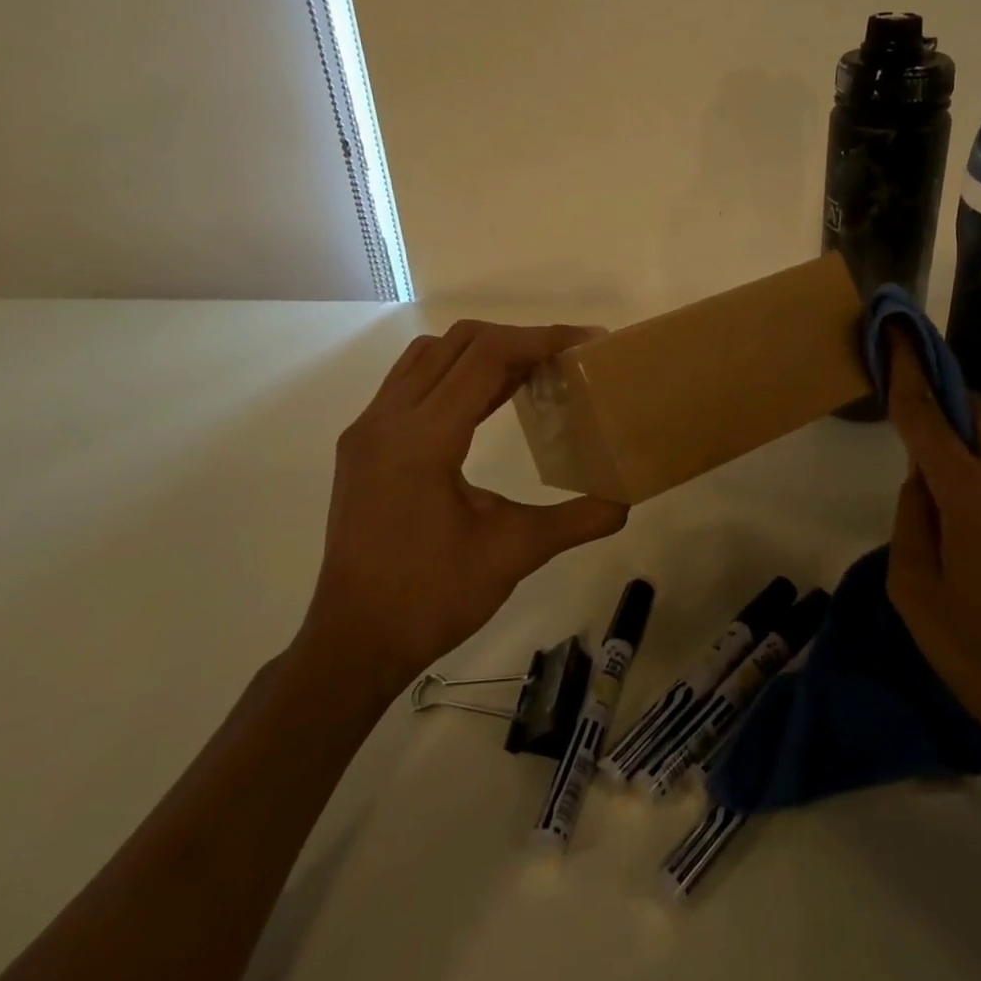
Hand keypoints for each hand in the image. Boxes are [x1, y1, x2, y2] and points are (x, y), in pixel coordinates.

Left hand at [296, 320, 629, 703]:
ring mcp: (367, 429)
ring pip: (428, 356)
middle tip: (564, 358)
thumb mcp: (514, 553)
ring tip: (529, 373)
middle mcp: (387, 420)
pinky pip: (410, 382)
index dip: (540, 339)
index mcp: (423, 439)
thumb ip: (576, 520)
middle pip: (457, 343)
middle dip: (516, 339)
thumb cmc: (432, 597)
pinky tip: (485, 401)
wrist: (353, 641)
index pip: (486, 357)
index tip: (585, 341)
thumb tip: (626, 502)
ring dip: (481, 352)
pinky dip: (452, 374)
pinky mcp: (361, 445)